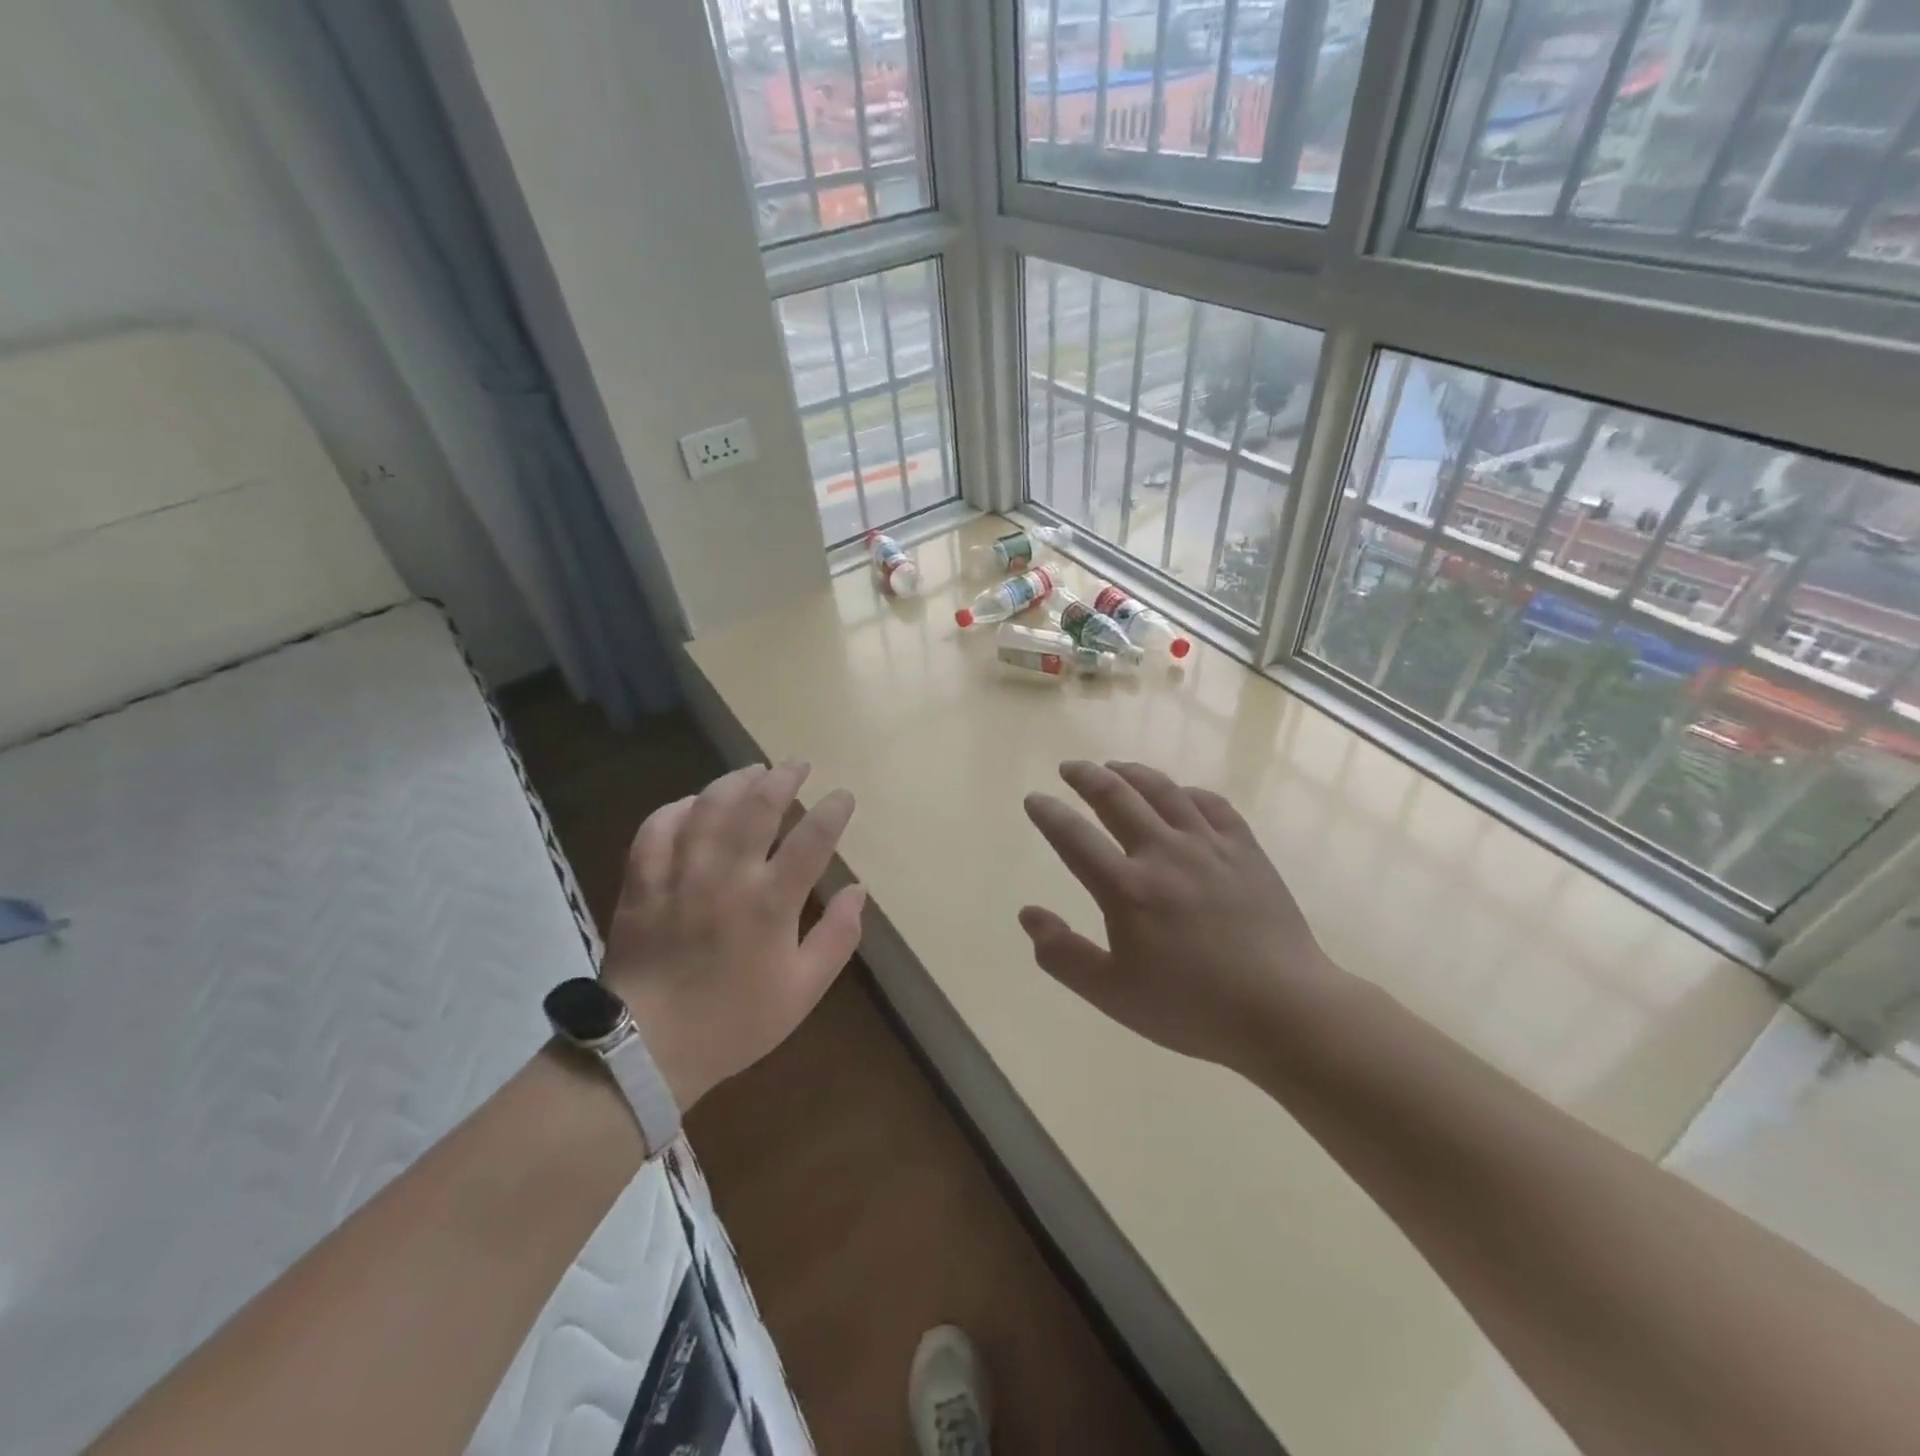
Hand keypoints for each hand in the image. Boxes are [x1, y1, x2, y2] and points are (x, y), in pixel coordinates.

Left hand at [603, 761, 864, 1110]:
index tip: (843, 796)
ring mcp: (679, 874)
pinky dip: (678, 807)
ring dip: (735, 781)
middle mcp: (726, 876)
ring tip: (753, 770)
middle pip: (758, 807)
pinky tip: (694, 802)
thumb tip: (859, 889)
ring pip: (708, 807)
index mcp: (770, 903)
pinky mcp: (642, 882)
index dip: (832, 810)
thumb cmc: (735, 1022)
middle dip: (783, 779)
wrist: (647, 1049)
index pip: (811, 839)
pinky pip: (657, 828)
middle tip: (798, 765)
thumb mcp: (804, 991)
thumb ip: (837, 937)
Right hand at [1020, 760, 1345, 1074]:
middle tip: (1070, 767)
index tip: (1034, 799)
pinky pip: (1212, 805)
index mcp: (1127, 889)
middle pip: (1116, 797)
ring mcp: (1209, 846)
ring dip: (1132, 773)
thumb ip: (1063, 955)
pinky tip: (1181, 794)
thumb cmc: (1192, 1008)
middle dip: (1086, 777)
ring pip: (1163, 791)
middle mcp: (1163, 853)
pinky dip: (1188, 792)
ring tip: (1115, 767)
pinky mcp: (1245, 850)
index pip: (1074, 837)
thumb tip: (1027, 914)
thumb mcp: (1113, 994)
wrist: (1284, 1010)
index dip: (1049, 814)